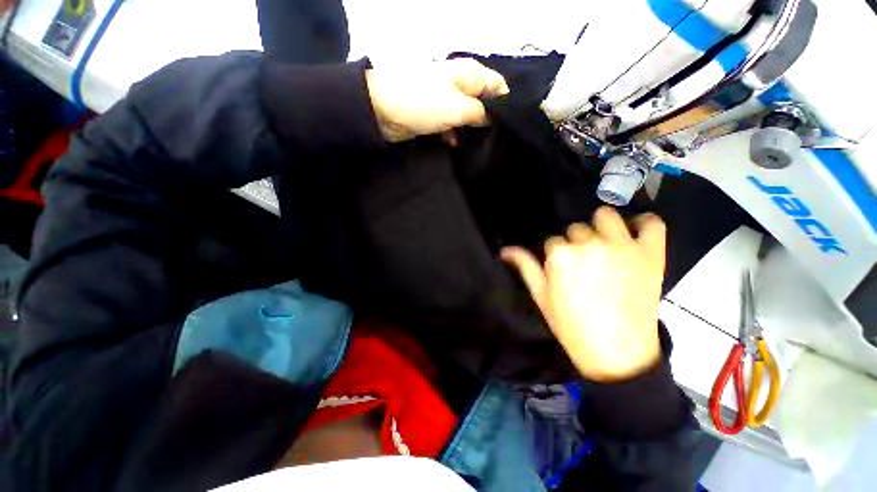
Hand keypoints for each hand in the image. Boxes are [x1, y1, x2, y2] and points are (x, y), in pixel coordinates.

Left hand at [365, 58, 509, 142]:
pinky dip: (453, 135)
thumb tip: (493, 119)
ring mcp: (446, 101)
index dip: (505, 106)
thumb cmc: (424, 103)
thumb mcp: (459, 108)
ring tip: (475, 148)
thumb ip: (481, 114)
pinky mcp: (435, 116)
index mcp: (470, 74)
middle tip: (493, 143)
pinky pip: (451, 126)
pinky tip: (454, 145)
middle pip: (483, 104)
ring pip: (467, 117)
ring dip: (470, 132)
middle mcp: (460, 85)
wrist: (383, 110)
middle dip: (487, 123)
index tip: (508, 128)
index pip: (498, 86)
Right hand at [502, 207, 665, 381]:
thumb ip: (525, 267)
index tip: (563, 271)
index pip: (553, 241)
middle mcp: (590, 244)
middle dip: (576, 243)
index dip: (556, 256)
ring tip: (605, 245)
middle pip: (577, 228)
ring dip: (601, 227)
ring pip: (606, 216)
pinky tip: (635, 233)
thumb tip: (505, 250)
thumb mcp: (541, 296)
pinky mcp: (650, 253)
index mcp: (561, 255)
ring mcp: (622, 246)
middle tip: (584, 264)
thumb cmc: (572, 325)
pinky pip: (652, 223)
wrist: (617, 352)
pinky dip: (644, 223)